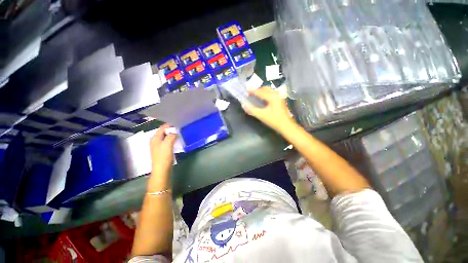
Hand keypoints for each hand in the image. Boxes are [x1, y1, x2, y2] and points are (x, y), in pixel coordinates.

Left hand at [149, 124, 176, 187]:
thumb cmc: (163, 156)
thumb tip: (175, 133)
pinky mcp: (162, 151)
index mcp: (155, 138)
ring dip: (171, 135)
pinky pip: (167, 142)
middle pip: (163, 132)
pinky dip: (171, 140)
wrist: (161, 170)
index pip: (161, 128)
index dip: (169, 125)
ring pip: (165, 137)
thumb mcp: (168, 144)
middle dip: (170, 130)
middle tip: (179, 130)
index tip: (177, 125)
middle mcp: (155, 141)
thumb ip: (171, 136)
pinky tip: (175, 142)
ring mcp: (158, 146)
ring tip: (178, 135)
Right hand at [243, 87, 296, 133]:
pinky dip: (265, 93)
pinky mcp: (281, 98)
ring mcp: (280, 95)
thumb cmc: (274, 120)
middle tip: (250, 93)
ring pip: (268, 90)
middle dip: (257, 90)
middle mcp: (277, 93)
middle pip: (265, 88)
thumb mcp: (261, 115)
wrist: (286, 125)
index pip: (260, 92)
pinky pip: (271, 93)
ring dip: (261, 91)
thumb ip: (251, 109)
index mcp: (272, 96)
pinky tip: (262, 98)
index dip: (252, 91)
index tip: (245, 91)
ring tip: (254, 95)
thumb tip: (244, 104)